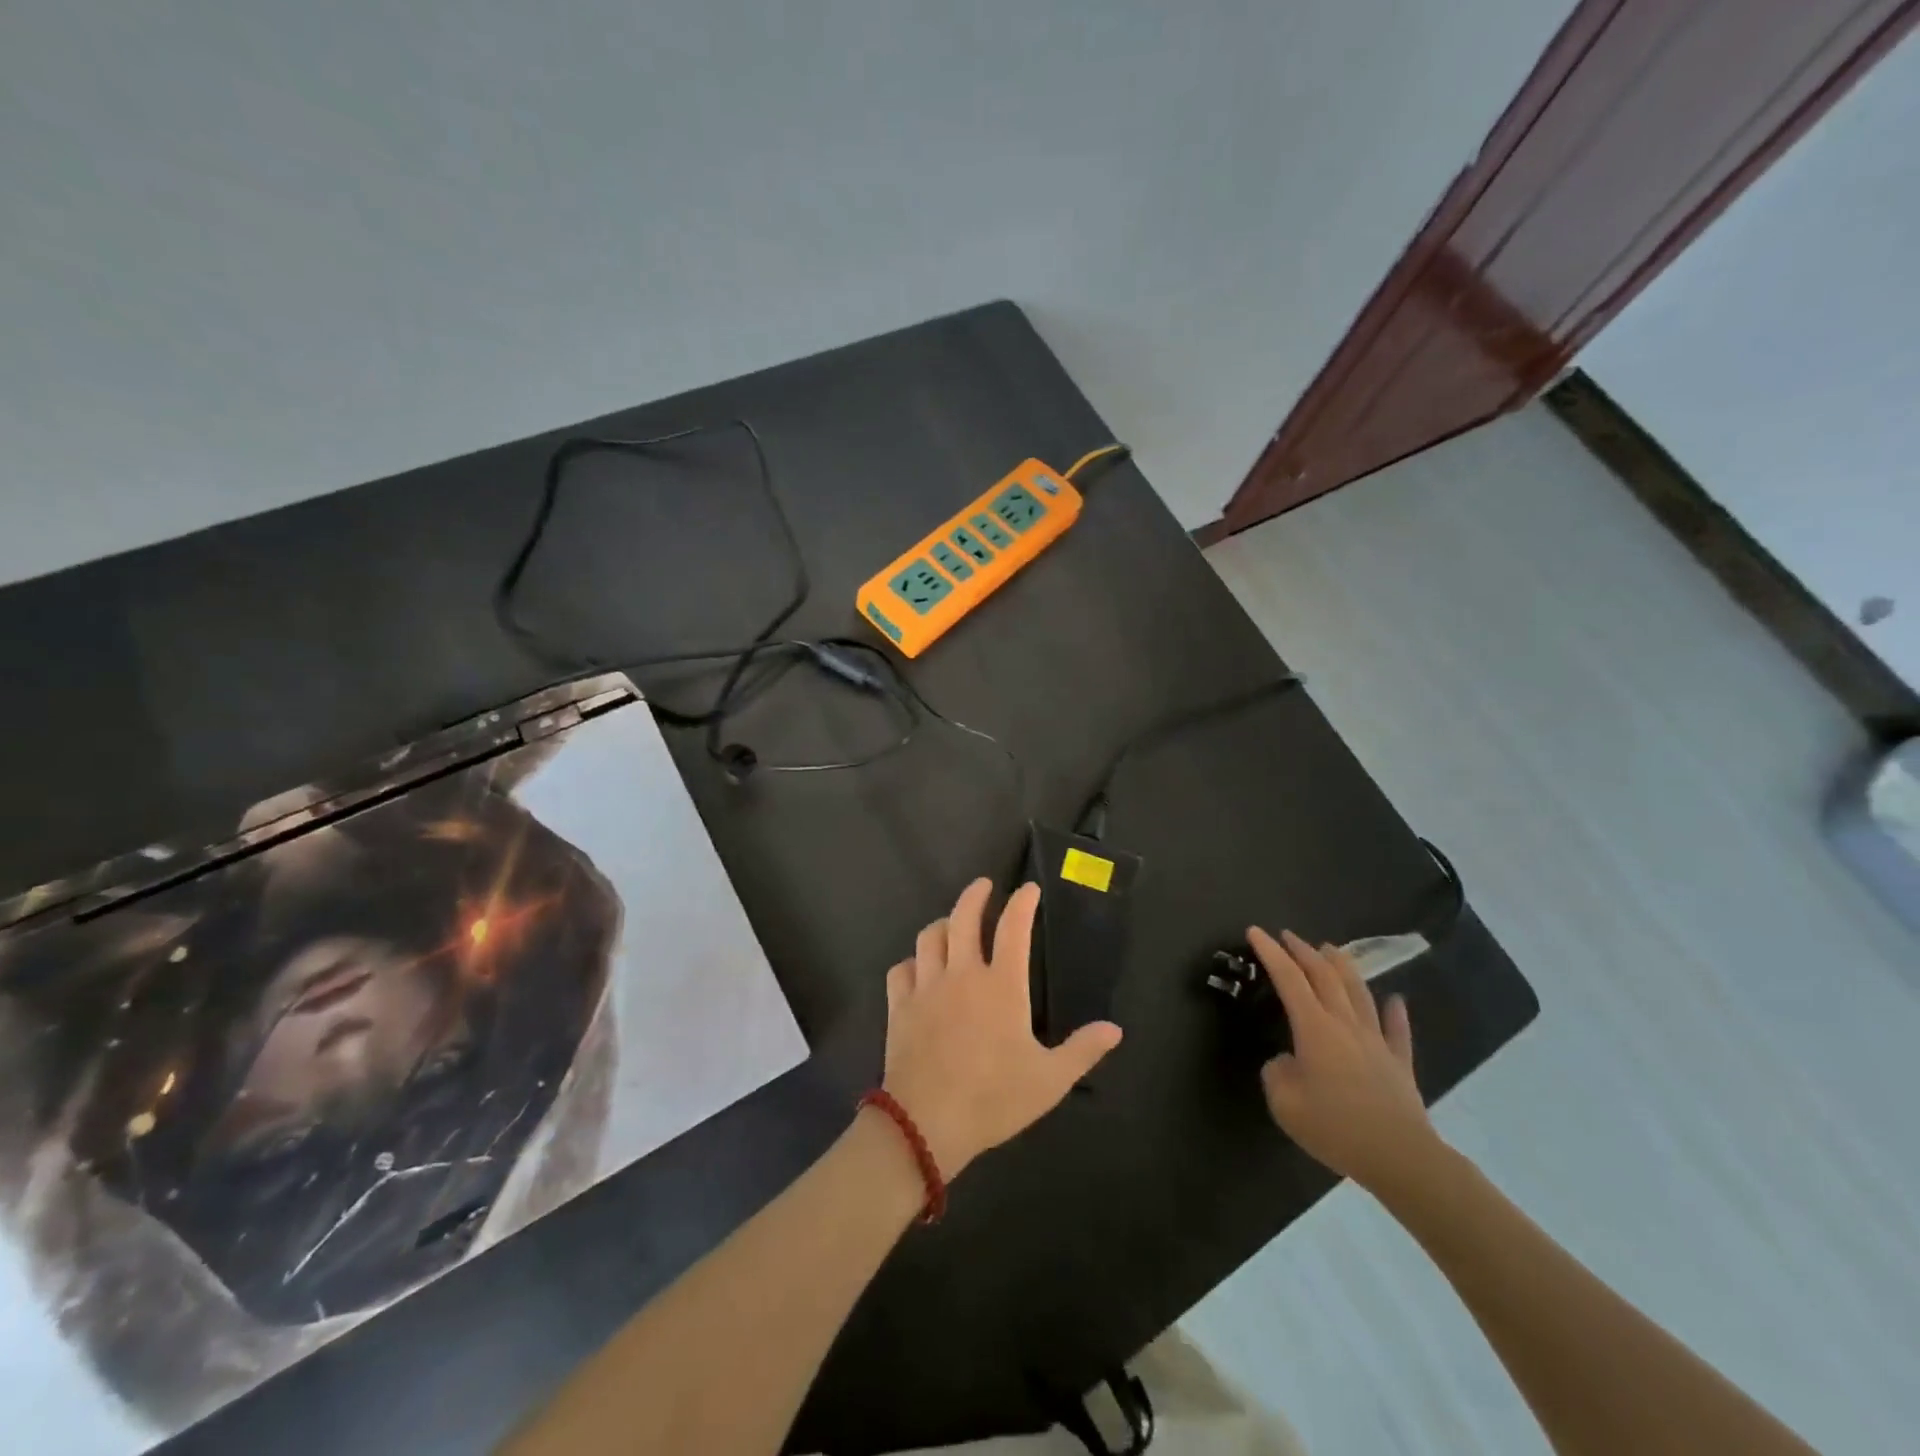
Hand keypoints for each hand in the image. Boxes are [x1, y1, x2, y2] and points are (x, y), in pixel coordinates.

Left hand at [882, 878, 1122, 1177]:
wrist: (926, 1122)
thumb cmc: (994, 1099)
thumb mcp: (1050, 1081)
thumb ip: (1083, 1050)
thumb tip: (1115, 1029)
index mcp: (1001, 986)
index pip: (1014, 928)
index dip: (1022, 903)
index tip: (1028, 889)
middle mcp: (962, 975)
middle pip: (963, 918)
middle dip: (975, 895)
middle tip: (984, 886)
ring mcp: (926, 988)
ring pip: (928, 938)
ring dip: (942, 924)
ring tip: (950, 924)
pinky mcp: (900, 1007)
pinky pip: (901, 970)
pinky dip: (911, 962)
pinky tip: (917, 968)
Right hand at [1249, 927, 1438, 1192]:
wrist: (1400, 1158)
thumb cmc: (1335, 1127)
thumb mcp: (1284, 1103)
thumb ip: (1276, 1072)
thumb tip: (1287, 1061)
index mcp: (1314, 1028)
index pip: (1288, 979)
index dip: (1270, 953)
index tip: (1255, 931)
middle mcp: (1345, 1024)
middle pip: (1324, 976)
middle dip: (1303, 951)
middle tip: (1288, 935)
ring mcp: (1376, 1042)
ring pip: (1359, 992)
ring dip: (1342, 966)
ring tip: (1331, 948)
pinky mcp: (1400, 1064)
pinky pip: (1397, 1031)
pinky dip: (1395, 1012)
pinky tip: (1396, 1000)